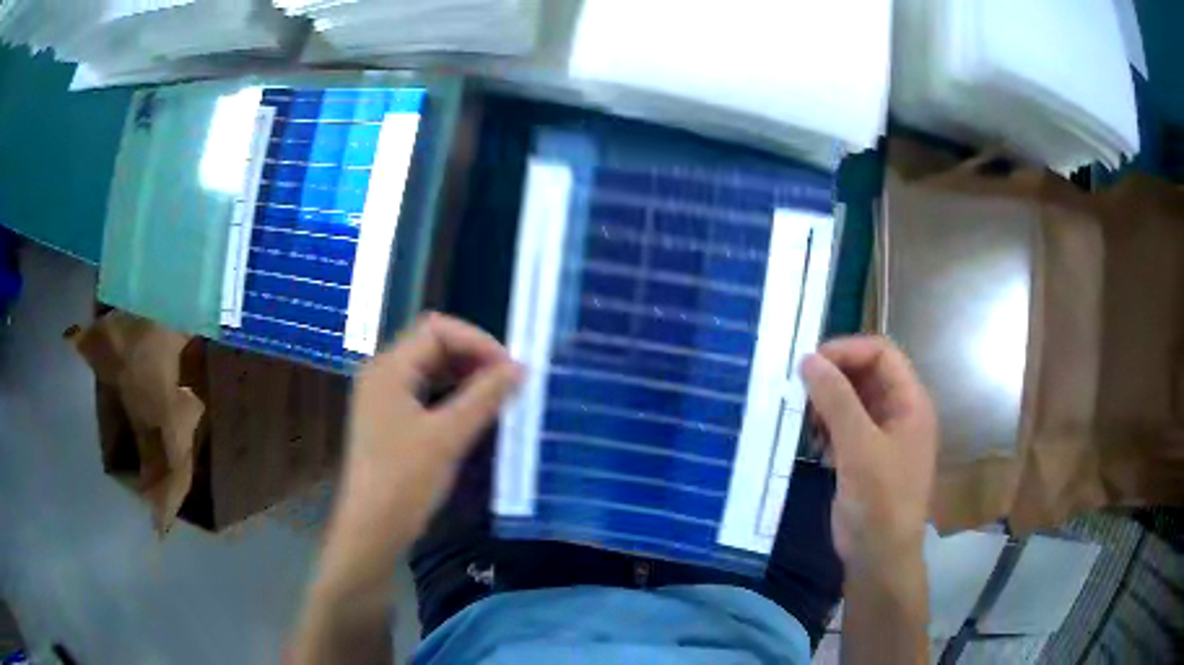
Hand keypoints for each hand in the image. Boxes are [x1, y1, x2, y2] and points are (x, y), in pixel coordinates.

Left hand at [333, 313, 521, 550]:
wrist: (371, 530)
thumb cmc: (405, 481)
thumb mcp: (448, 437)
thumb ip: (484, 397)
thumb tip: (520, 368)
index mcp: (389, 368)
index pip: (437, 330)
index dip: (478, 341)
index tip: (510, 369)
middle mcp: (382, 373)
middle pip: (432, 345)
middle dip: (473, 357)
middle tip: (507, 382)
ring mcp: (383, 397)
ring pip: (430, 369)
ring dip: (464, 376)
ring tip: (496, 396)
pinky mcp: (388, 420)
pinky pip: (425, 392)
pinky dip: (451, 395)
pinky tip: (472, 413)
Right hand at [799, 336, 937, 575]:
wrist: (879, 557)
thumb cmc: (880, 501)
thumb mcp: (859, 447)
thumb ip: (836, 400)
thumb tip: (808, 359)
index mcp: (910, 402)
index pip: (881, 353)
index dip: (848, 351)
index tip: (810, 363)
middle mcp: (899, 412)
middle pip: (866, 374)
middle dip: (833, 377)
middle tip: (799, 390)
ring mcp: (881, 436)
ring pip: (852, 401)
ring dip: (826, 403)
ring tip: (804, 418)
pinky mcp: (864, 458)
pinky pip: (844, 427)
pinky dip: (826, 427)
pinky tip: (812, 443)